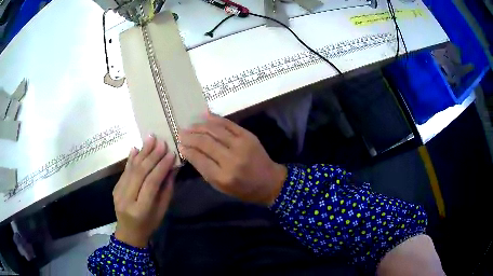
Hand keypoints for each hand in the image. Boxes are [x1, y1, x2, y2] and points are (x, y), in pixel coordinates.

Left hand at [113, 135, 175, 247]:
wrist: (128, 232)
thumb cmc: (149, 225)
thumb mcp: (161, 211)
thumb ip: (166, 190)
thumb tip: (172, 169)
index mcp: (140, 209)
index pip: (151, 183)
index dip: (161, 167)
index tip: (170, 153)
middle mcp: (126, 199)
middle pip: (139, 173)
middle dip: (151, 156)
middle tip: (161, 142)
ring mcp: (118, 192)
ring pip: (131, 169)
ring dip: (141, 152)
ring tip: (150, 138)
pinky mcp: (115, 187)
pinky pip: (124, 171)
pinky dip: (131, 159)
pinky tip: (136, 148)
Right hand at [178, 113, 286, 205]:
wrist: (269, 181)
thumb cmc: (243, 189)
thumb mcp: (221, 187)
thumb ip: (205, 170)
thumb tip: (189, 152)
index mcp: (223, 177)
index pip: (199, 159)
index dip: (187, 150)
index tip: (179, 145)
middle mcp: (231, 160)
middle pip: (205, 143)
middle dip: (190, 136)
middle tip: (180, 132)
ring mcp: (241, 145)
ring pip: (215, 131)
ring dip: (199, 126)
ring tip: (190, 125)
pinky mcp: (248, 136)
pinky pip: (228, 124)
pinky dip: (215, 118)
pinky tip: (204, 115)